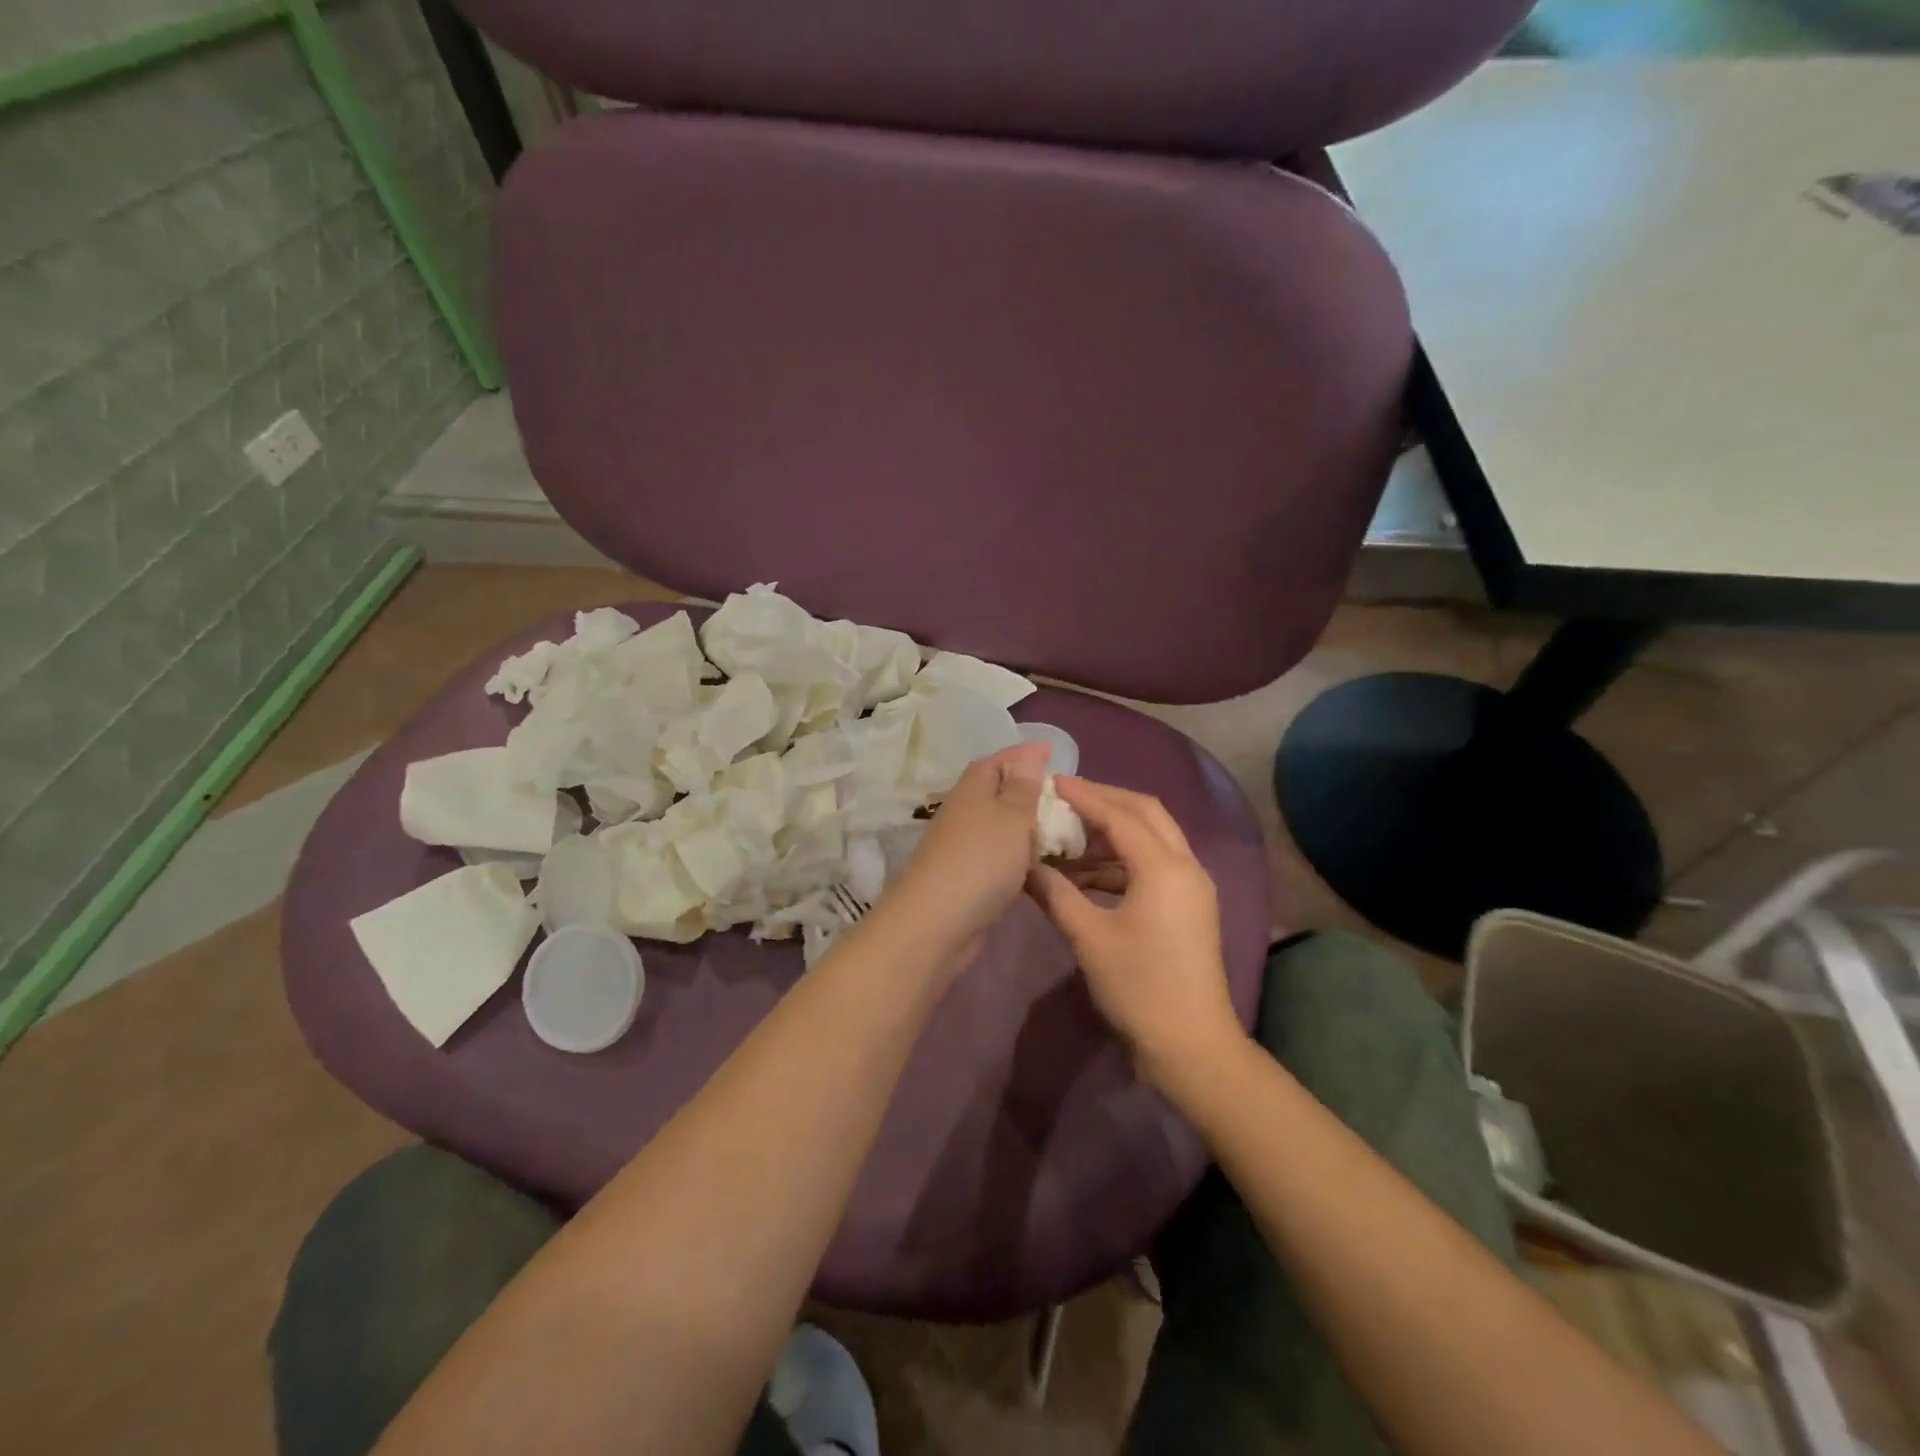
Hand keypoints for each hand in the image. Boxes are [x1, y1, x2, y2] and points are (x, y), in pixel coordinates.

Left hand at [879, 742, 1051, 965]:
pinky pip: (1000, 854)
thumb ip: (1022, 788)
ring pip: (999, 824)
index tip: (1051, 751)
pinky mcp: (968, 877)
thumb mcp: (1011, 817)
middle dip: (1026, 786)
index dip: (1024, 754)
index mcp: (973, 789)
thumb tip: (1028, 754)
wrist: (937, 923)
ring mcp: (964, 846)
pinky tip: (1041, 862)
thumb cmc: (980, 861)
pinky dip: (1020, 852)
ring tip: (1060, 825)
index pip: (998, 760)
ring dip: (1024, 822)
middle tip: (1064, 792)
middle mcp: (965, 811)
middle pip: (997, 790)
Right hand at [1026, 778, 1243, 1088]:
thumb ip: (1055, 894)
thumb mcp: (1089, 938)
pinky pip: (1153, 865)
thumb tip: (1023, 866)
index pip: (1120, 814)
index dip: (1084, 796)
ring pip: (1152, 838)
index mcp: (1165, 868)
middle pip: (1145, 812)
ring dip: (1112, 831)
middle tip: (1065, 797)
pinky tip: (1085, 874)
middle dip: (1105, 800)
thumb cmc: (1139, 988)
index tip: (1051, 783)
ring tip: (1069, 835)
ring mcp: (1191, 887)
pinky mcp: (1188, 906)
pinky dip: (1120, 860)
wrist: (1191, 1047)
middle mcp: (1185, 866)